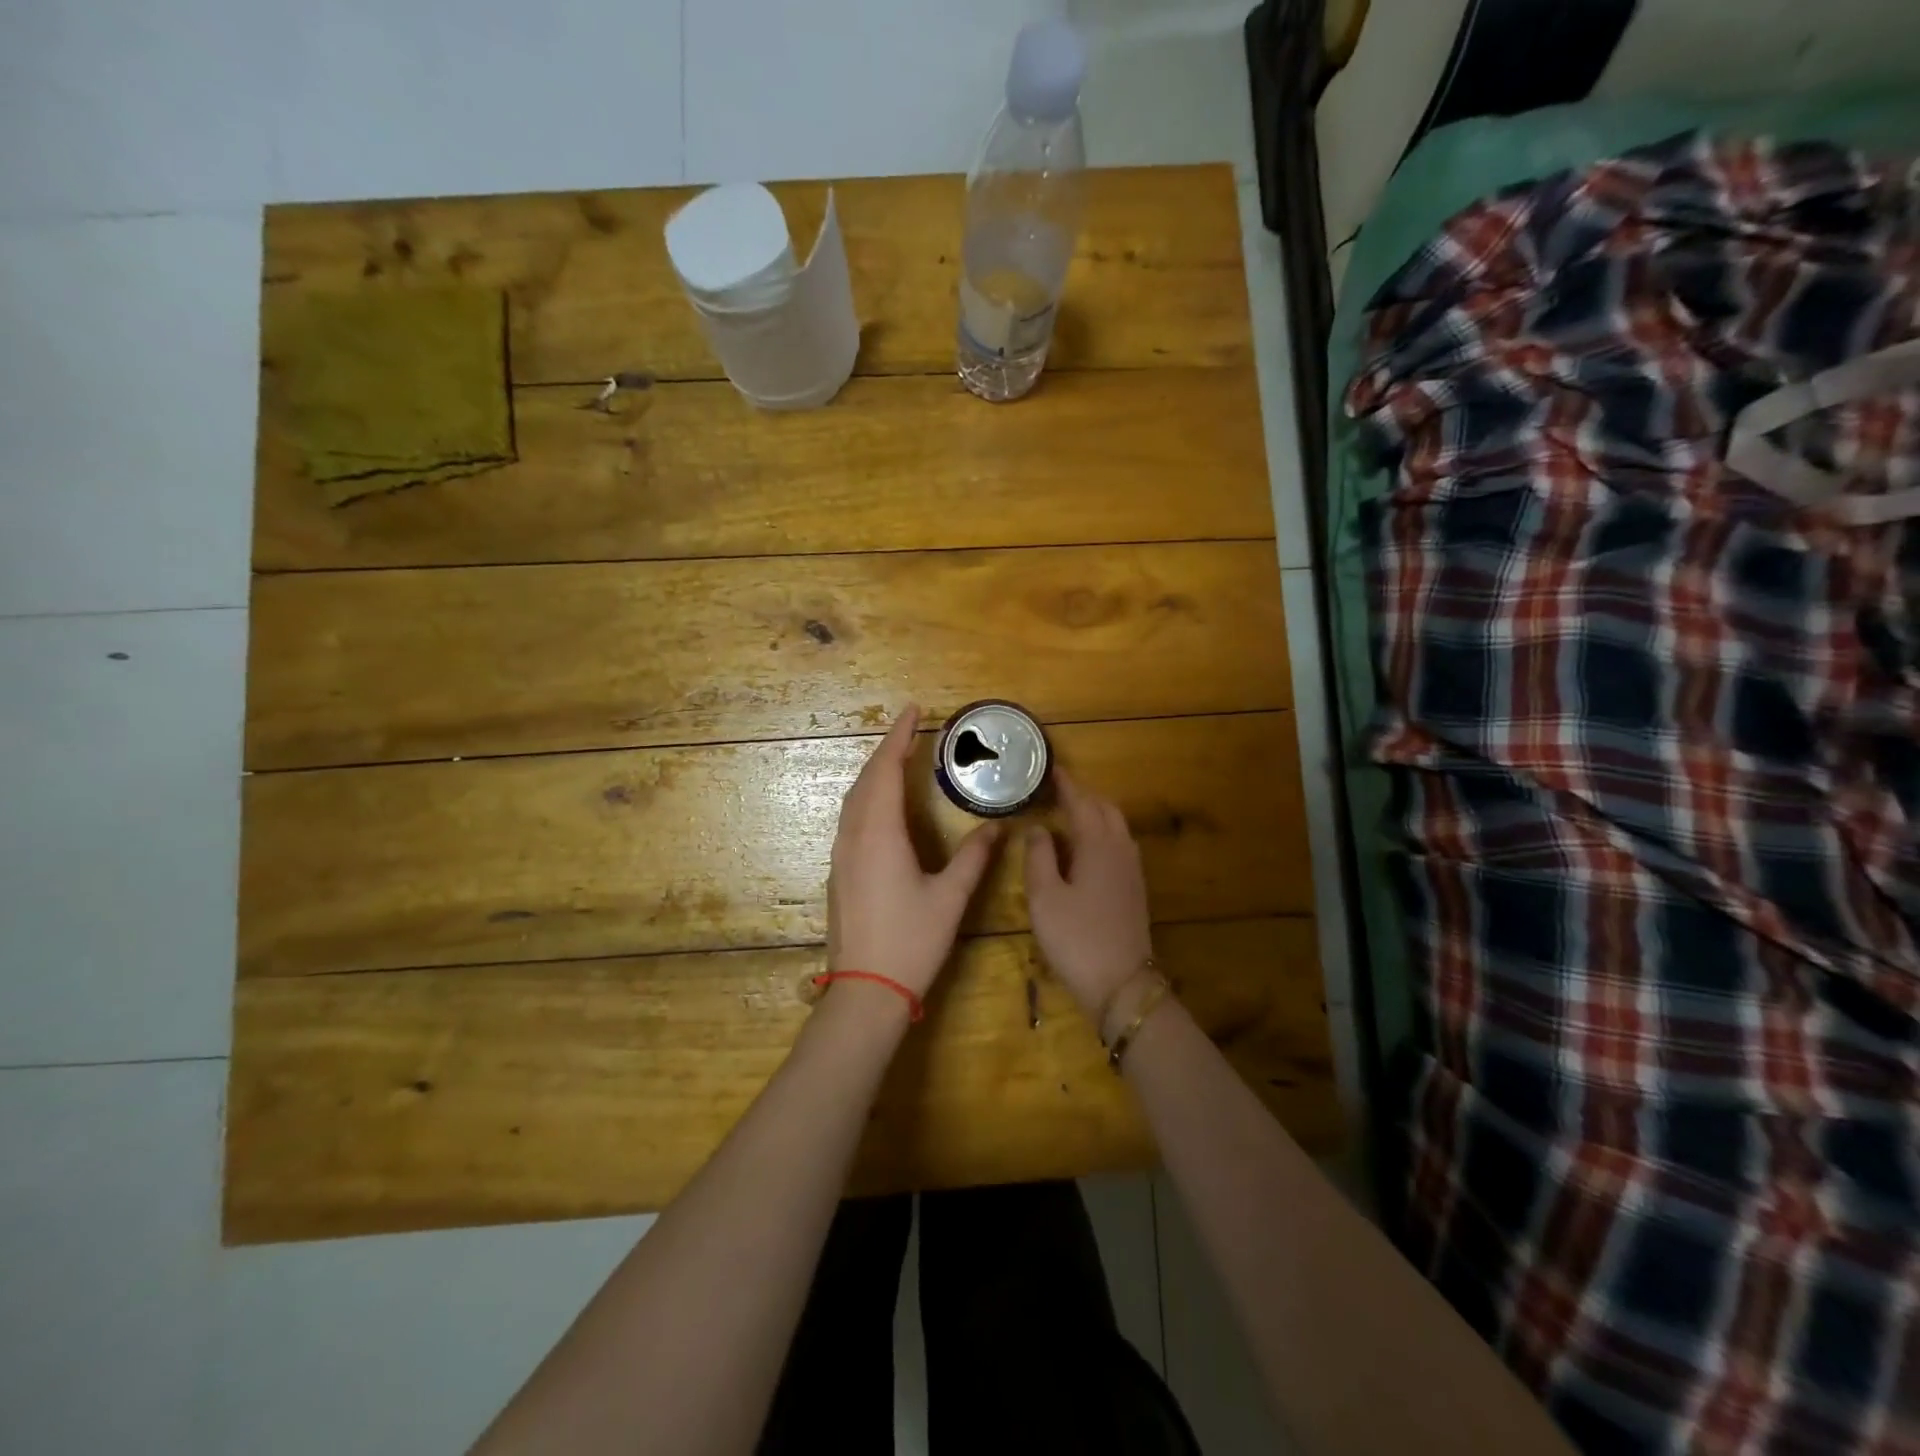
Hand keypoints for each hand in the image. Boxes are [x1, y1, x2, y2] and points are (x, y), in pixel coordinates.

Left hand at [827, 704, 1001, 1000]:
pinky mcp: (839, 871)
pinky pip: (850, 818)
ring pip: (853, 799)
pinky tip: (881, 805)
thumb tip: (996, 828)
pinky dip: (866, 796)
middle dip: (886, 749)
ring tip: (897, 758)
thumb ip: (973, 858)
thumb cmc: (911, 942)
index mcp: (880, 835)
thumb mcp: (950, 898)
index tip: (912, 711)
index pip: (885, 771)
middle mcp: (854, 837)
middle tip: (909, 730)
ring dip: (874, 772)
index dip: (898, 738)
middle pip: (865, 779)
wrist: (865, 990)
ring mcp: (841, 855)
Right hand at [1024, 771, 1155, 1028]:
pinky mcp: (1135, 888)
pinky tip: (1087, 848)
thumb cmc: (1076, 937)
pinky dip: (1103, 832)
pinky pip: (1120, 844)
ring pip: (1116, 826)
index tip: (1050, 769)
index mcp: (1097, 844)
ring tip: (1069, 814)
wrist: (1122, 984)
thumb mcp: (1044, 897)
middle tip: (1056, 791)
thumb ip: (1038, 857)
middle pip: (1105, 808)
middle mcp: (1120, 849)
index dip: (1066, 784)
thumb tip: (1038, 828)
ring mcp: (1132, 870)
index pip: (1082, 802)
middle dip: (1083, 795)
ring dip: (1095, 813)